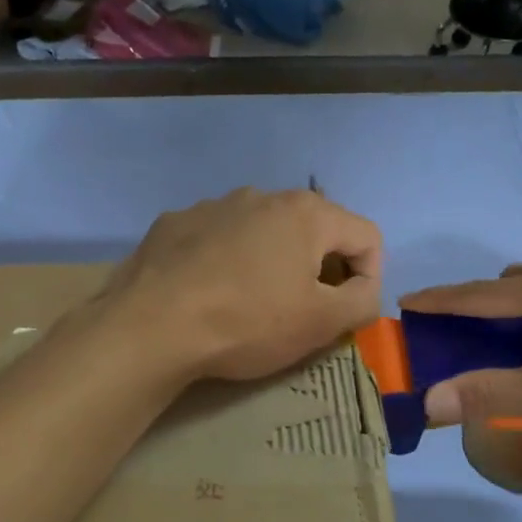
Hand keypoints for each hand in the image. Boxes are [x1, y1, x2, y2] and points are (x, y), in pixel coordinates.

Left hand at [105, 188, 382, 381]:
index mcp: (306, 213)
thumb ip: (362, 302)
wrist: (151, 325)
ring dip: (271, 261)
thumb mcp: (321, 323)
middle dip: (319, 268)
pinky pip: (217, 238)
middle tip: (303, 310)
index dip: (370, 276)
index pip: (367, 235)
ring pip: (262, 231)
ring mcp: (213, 205)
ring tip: (251, 302)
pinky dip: (225, 260)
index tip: (348, 312)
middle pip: (313, 229)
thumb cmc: (247, 322)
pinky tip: (208, 292)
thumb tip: (365, 290)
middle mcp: (262, 196)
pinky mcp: (174, 223)